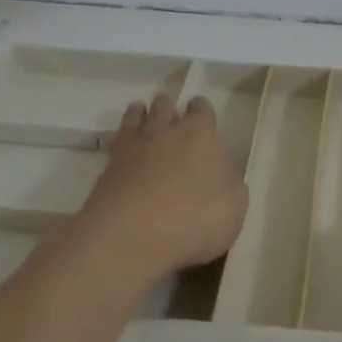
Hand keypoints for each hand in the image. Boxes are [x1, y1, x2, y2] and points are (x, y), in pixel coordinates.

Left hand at [77, 94, 248, 281]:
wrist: (133, 235)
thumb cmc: (196, 219)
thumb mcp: (234, 207)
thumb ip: (230, 185)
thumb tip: (223, 177)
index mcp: (201, 135)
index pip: (201, 109)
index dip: (202, 112)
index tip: (202, 118)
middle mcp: (165, 132)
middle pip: (164, 106)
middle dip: (168, 109)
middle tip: (171, 119)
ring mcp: (133, 147)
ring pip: (135, 117)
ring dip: (140, 115)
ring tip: (141, 118)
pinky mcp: (107, 167)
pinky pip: (115, 142)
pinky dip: (120, 141)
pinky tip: (124, 151)